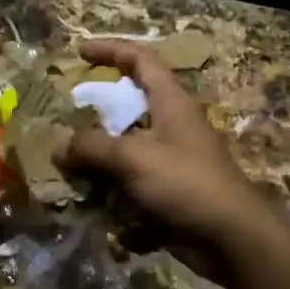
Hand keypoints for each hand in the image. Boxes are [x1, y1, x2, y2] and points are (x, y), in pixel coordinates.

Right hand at [59, 39, 267, 252]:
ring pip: (125, 151)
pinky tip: (89, 207)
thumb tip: (58, 146)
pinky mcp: (168, 193)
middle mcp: (171, 127)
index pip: (141, 60)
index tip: (79, 51)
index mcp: (171, 103)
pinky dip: (110, 195)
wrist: (231, 238)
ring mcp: (171, 162)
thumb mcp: (133, 158)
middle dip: (95, 113)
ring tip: (65, 167)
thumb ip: (91, 147)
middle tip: (65, 118)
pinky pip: (130, 186)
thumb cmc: (186, 184)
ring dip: (97, 160)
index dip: (111, 50)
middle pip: (129, 107)